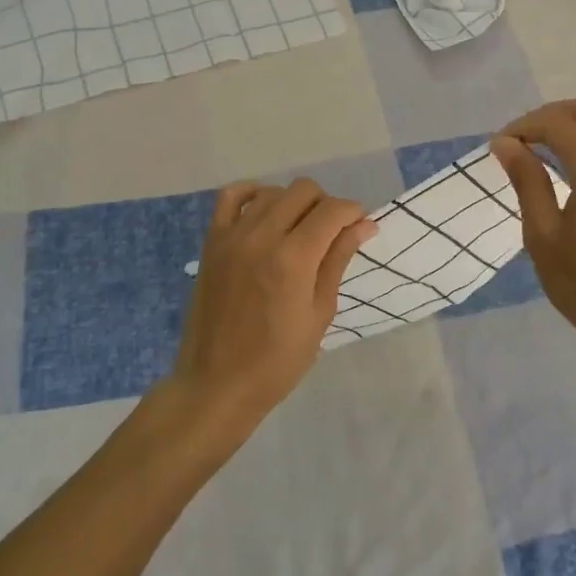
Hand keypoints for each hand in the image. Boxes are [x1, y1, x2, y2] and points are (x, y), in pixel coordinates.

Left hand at [173, 180, 377, 425]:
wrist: (217, 384)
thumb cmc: (277, 361)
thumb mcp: (319, 314)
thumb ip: (337, 261)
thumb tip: (364, 225)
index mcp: (292, 260)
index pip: (332, 210)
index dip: (353, 212)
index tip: (361, 226)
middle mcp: (261, 237)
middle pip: (303, 190)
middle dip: (326, 204)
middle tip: (331, 233)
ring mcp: (232, 236)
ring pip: (272, 192)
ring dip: (293, 202)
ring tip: (299, 230)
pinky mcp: (212, 242)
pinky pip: (231, 197)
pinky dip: (252, 194)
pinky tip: (265, 212)